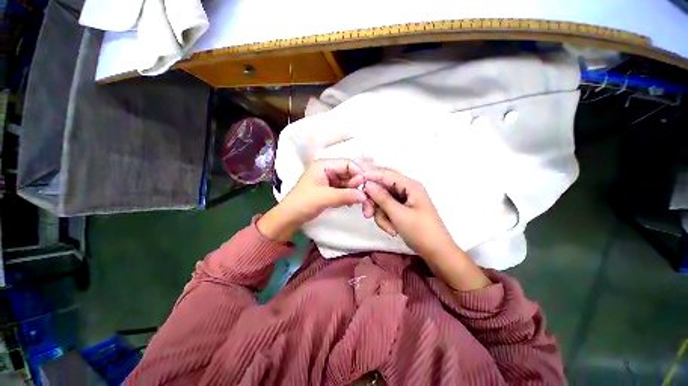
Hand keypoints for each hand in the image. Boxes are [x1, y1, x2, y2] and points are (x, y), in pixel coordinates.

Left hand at [258, 159, 366, 240]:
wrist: (290, 217)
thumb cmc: (303, 203)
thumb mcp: (325, 197)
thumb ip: (346, 195)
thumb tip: (365, 195)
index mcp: (324, 165)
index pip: (347, 164)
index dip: (358, 174)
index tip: (365, 187)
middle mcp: (328, 170)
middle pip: (349, 173)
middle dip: (356, 185)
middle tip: (362, 197)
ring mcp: (329, 180)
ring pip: (347, 183)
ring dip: (353, 192)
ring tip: (356, 202)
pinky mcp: (329, 190)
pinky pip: (344, 190)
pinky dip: (348, 196)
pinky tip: (349, 203)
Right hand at [362, 168, 491, 290]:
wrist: (437, 252)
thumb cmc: (420, 232)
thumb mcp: (398, 214)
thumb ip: (382, 197)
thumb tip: (367, 184)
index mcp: (410, 186)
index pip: (385, 174)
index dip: (369, 176)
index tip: (354, 182)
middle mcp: (406, 190)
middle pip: (382, 188)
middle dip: (374, 202)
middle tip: (367, 215)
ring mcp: (404, 200)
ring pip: (382, 201)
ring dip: (381, 215)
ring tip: (389, 228)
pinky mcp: (402, 209)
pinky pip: (387, 210)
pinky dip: (386, 219)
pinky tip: (392, 230)